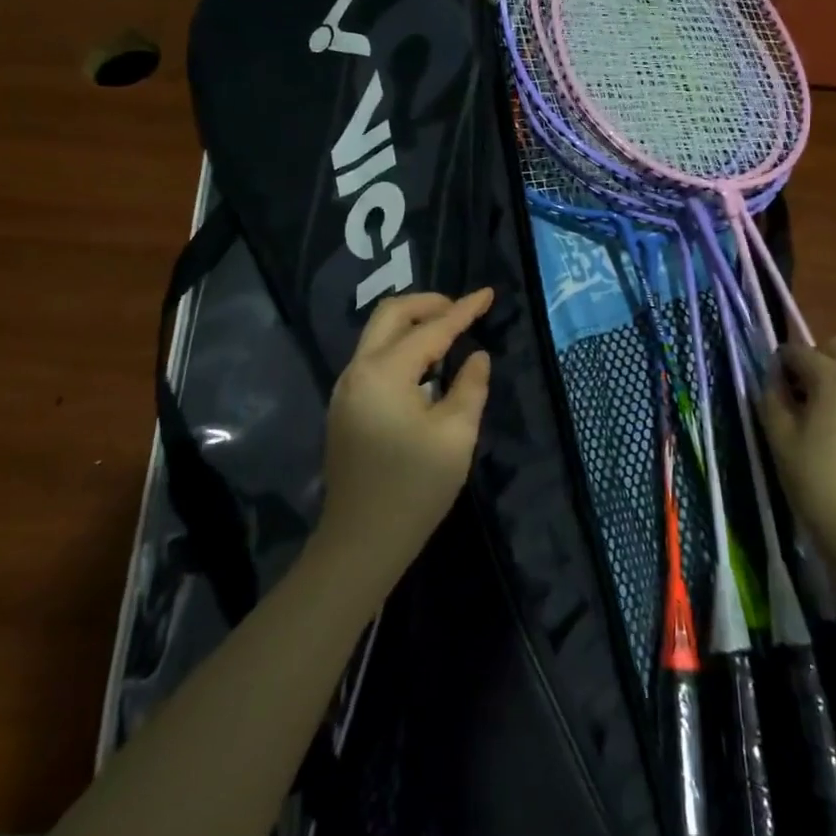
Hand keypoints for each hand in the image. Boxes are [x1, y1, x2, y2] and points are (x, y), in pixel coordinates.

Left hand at [314, 289, 493, 589]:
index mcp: (384, 373)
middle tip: (463, 310)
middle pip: (390, 315)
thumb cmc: (414, 489)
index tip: (488, 293)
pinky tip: (427, 366)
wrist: (361, 542)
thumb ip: (470, 387)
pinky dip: (402, 348)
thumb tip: (476, 357)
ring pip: (378, 335)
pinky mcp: (346, 407)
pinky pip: (375, 359)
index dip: (463, 310)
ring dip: (413, 325)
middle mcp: (357, 371)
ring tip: (451, 333)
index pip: (431, 329)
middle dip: (429, 304)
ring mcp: (346, 389)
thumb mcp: (456, 436)